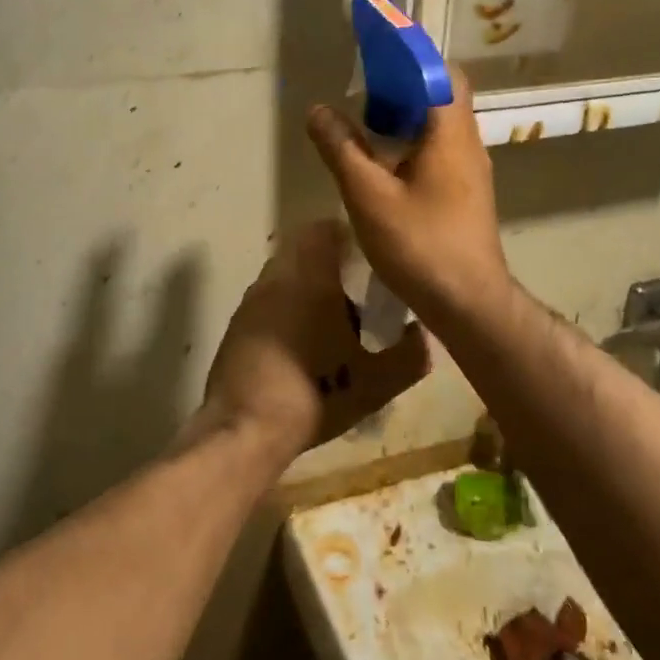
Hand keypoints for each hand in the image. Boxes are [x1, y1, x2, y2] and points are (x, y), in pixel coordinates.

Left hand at [200, 221, 431, 461]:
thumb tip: (422, 335)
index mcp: (310, 278)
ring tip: (330, 322)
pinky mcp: (236, 325)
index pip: (323, 230)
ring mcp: (251, 301)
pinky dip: (285, 309)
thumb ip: (410, 355)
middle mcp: (276, 279)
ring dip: (305, 287)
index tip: (368, 259)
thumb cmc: (316, 394)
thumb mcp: (377, 383)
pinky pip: (267, 301)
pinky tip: (301, 345)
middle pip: (303, 250)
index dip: (348, 237)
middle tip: (356, 292)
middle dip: (328, 264)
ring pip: (283, 276)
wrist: (246, 429)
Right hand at [306, 65, 510, 328]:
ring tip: (366, 123)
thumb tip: (318, 111)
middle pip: (441, 95)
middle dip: (403, 85)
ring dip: (406, 116)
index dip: (410, 54)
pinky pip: (439, 151)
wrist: (469, 302)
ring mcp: (470, 170)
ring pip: (439, 126)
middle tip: (364, 89)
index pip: (440, 71)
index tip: (376, 48)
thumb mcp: (368, 196)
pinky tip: (384, 165)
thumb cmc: (420, 244)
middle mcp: (467, 143)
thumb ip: (341, 149)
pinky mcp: (465, 194)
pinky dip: (412, 143)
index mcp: (449, 133)